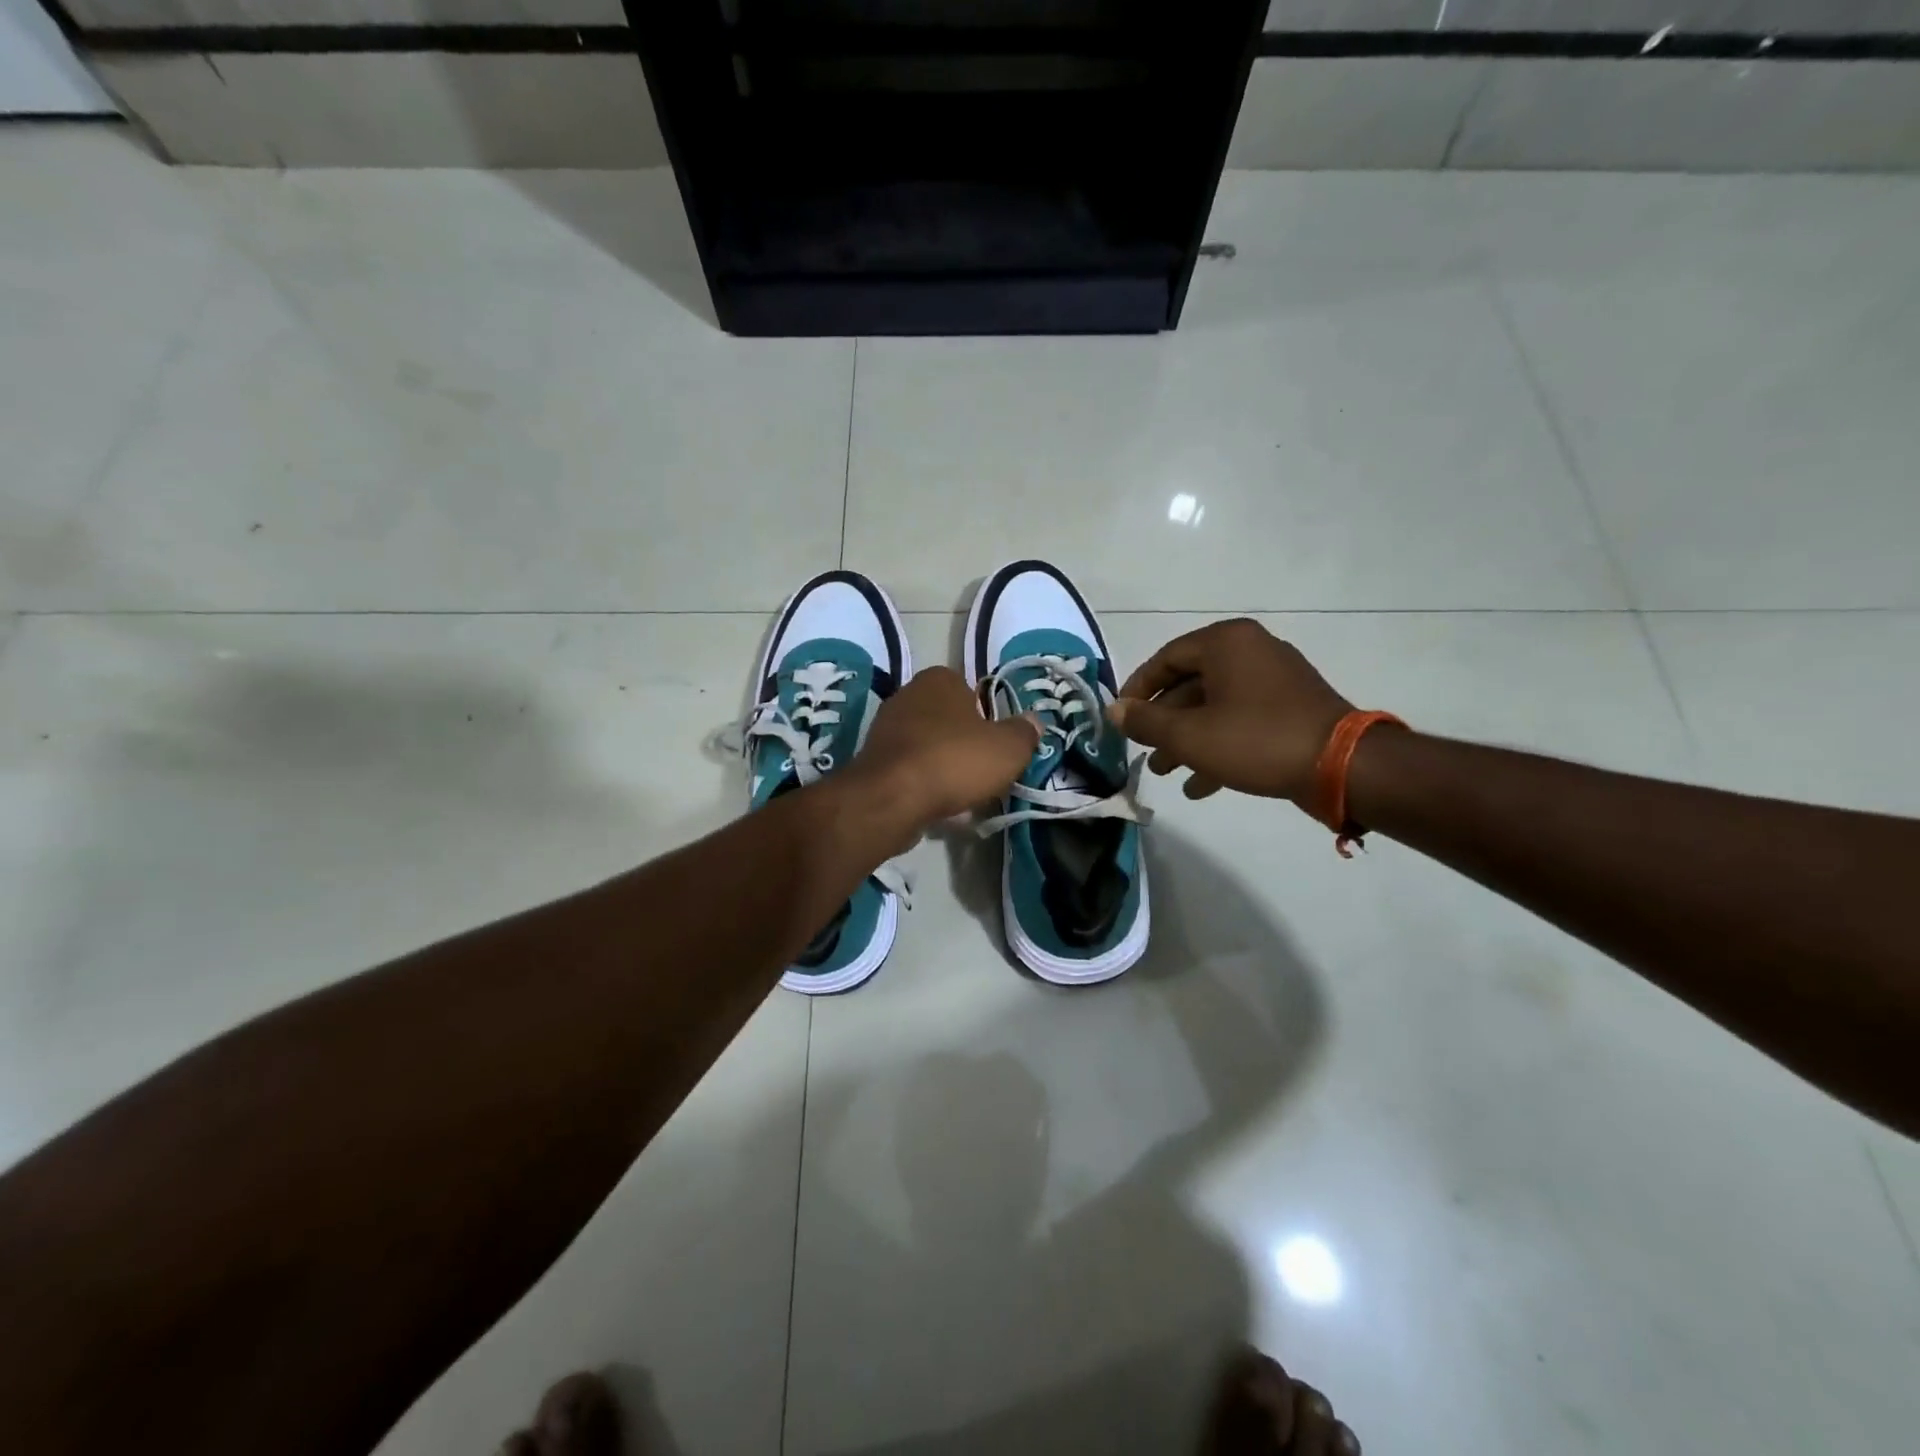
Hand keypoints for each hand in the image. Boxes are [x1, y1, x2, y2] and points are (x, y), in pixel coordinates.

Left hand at [844, 667, 1039, 828]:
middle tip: (984, 770)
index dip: (988, 717)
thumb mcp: (1008, 748)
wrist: (892, 798)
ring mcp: (885, 727)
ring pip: (928, 744)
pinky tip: (937, 804)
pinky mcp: (873, 760)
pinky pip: (909, 768)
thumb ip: (1024, 733)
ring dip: (944, 764)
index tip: (998, 745)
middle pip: (949, 718)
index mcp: (940, 679)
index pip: (972, 690)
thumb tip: (1034, 722)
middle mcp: (908, 694)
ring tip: (962, 793)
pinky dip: (924, 782)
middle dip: (965, 742)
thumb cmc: (955, 761)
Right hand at [1109, 619, 1352, 803]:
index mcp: (1226, 643)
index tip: (1121, 719)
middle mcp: (1250, 651)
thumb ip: (1146, 721)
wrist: (1340, 766)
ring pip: (1215, 707)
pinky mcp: (1290, 708)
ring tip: (1166, 773)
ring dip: (1187, 740)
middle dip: (1163, 723)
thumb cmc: (1255, 740)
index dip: (1137, 689)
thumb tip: (1114, 710)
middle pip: (1190, 684)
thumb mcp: (1189, 735)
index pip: (1165, 658)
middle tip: (1144, 751)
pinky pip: (1241, 721)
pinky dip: (1218, 746)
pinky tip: (1200, 785)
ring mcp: (1275, 679)